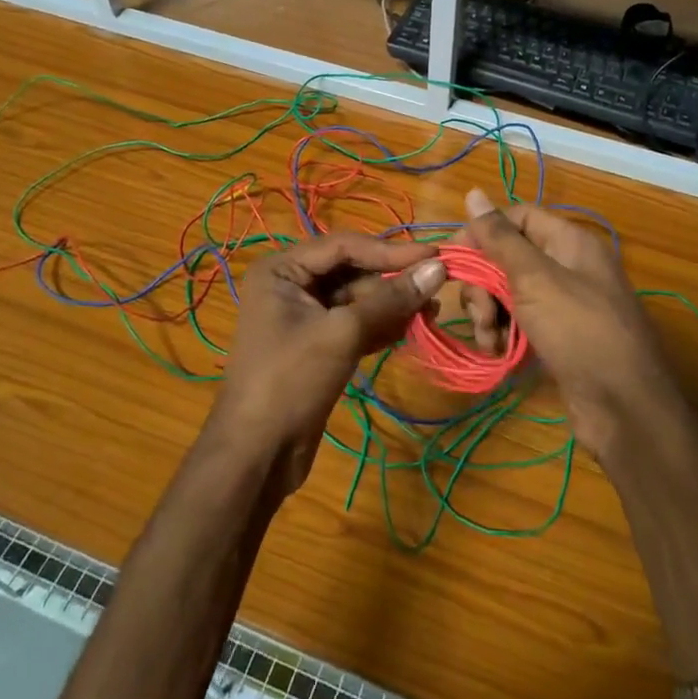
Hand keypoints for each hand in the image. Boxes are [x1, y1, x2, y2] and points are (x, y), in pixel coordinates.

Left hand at [212, 232, 446, 493]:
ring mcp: (303, 315)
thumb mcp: (342, 334)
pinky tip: (412, 330)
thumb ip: (391, 299)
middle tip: (439, 288)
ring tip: (432, 314)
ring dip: (393, 305)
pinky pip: (355, 323)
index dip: (392, 250)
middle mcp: (291, 284)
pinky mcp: (317, 344)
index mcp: (282, 269)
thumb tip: (439, 270)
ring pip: (357, 298)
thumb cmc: (291, 380)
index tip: (436, 257)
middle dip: (393, 281)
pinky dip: (382, 325)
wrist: (258, 453)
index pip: (345, 245)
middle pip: (352, 270)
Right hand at [460, 187, 675, 456]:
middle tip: (479, 314)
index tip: (453, 259)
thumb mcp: (535, 278)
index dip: (483, 232)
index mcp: (569, 241)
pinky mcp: (558, 335)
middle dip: (483, 284)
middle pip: (508, 257)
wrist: (625, 408)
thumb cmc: (580, 331)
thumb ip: (500, 237)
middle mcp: (568, 266)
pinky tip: (498, 352)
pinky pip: (520, 321)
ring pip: (509, 292)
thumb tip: (473, 192)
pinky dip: (503, 333)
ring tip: (490, 341)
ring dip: (489, 313)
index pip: (516, 217)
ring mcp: (564, 303)